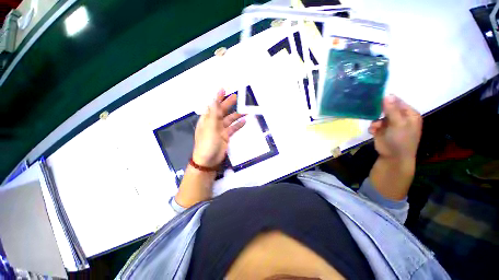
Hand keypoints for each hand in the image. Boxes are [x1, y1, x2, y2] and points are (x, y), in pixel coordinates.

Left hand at [192, 89, 245, 166]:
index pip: (213, 106)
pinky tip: (244, 121)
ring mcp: (220, 130)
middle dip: (228, 104)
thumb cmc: (207, 143)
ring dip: (236, 115)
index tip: (223, 89)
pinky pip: (233, 128)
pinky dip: (238, 125)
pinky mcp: (226, 136)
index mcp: (207, 119)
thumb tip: (214, 100)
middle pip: (222, 111)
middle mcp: (213, 123)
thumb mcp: (210, 127)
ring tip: (244, 111)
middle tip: (236, 97)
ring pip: (229, 120)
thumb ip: (213, 114)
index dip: (218, 98)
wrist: (209, 160)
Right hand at [369, 95, 422, 161]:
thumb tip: (387, 95)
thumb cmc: (401, 139)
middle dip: (379, 112)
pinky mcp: (381, 130)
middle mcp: (400, 117)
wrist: (394, 157)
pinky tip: (372, 132)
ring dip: (375, 122)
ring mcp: (390, 124)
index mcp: (409, 114)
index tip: (376, 99)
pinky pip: (374, 124)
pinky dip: (373, 128)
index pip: (398, 101)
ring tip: (375, 128)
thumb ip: (392, 110)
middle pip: (387, 108)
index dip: (387, 100)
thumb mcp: (398, 123)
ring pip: (378, 117)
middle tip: (372, 113)